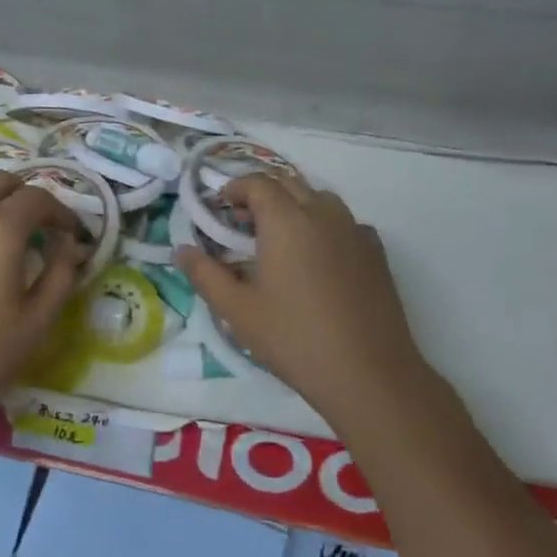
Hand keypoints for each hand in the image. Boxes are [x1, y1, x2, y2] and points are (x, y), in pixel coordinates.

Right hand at [176, 175, 434, 421]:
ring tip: (279, 241)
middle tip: (242, 225)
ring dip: (294, 206)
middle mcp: (323, 213)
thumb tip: (181, 250)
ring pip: (319, 200)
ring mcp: (355, 230)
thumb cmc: (294, 338)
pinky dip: (323, 226)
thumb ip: (205, 274)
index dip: (234, 189)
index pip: (257, 183)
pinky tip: (316, 261)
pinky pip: (344, 223)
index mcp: (286, 220)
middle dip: (262, 195)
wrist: (368, 373)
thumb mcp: (237, 310)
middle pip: (289, 184)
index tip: (218, 209)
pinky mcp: (376, 252)